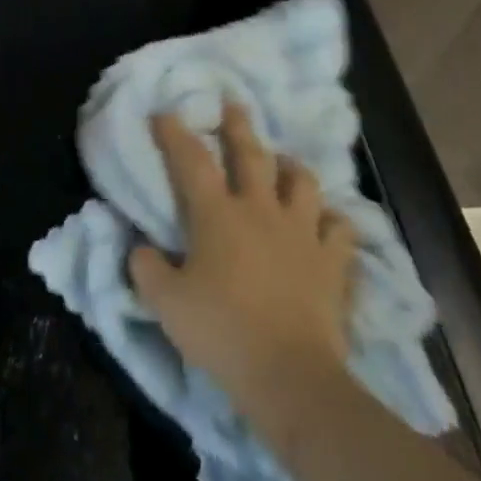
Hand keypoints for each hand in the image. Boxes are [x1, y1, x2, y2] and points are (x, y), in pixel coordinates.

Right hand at [128, 101, 357, 419]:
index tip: (165, 112)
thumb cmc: (221, 332)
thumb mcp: (165, 303)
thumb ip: (146, 268)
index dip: (175, 133)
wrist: (290, 376)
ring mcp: (302, 233)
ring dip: (290, 167)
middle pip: (251, 154)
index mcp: (217, 215)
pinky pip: (340, 228)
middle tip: (233, 103)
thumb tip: (140, 248)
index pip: (191, 160)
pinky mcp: (333, 262)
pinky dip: (331, 220)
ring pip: (302, 182)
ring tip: (283, 163)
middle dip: (238, 125)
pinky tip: (325, 221)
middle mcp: (260, 210)